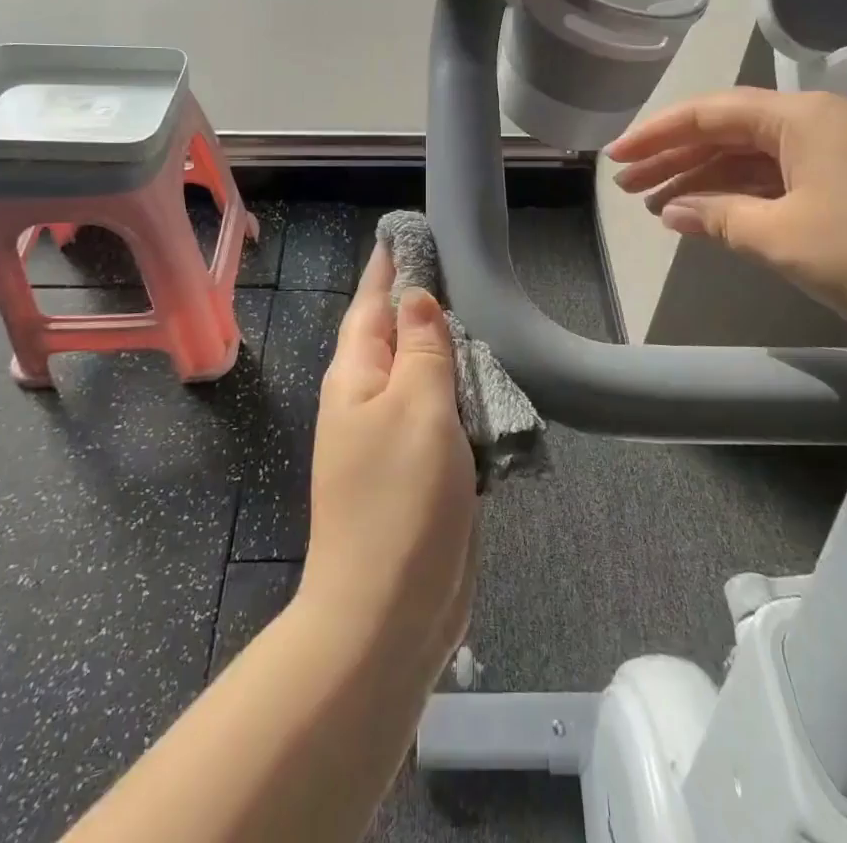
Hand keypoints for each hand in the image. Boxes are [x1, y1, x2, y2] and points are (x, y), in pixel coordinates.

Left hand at [296, 245, 477, 686]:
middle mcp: (368, 400)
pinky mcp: (422, 472)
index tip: (410, 231)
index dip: (389, 266)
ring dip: (450, 349)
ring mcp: (394, 438)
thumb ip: (422, 347)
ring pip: (425, 375)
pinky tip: (490, 381)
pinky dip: (465, 394)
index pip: (371, 302)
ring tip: (483, 314)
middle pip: (397, 335)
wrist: (388, 614)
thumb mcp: (416, 406)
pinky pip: (444, 416)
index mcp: (355, 376)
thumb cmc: (400, 499)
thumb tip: (417, 297)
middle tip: (462, 267)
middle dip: (424, 302)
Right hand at [607, 88, 846, 348]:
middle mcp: (816, 121)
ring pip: (753, 157)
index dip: (656, 134)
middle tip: (627, 186)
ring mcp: (838, 151)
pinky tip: (713, 216)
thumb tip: (672, 210)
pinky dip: (743, 195)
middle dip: (674, 158)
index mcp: (799, 117)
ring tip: (658, 205)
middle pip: (728, 132)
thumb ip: (719, 218)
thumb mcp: (784, 238)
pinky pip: (781, 178)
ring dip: (705, 179)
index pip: (709, 114)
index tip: (615, 157)